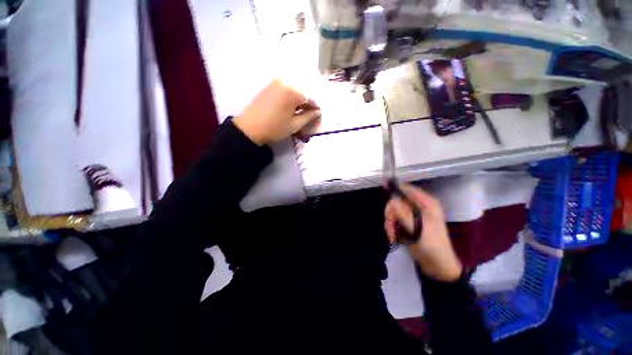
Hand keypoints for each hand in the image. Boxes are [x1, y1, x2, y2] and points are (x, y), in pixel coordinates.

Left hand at [233, 79, 320, 145]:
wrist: (249, 128)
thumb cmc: (274, 128)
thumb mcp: (295, 125)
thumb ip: (308, 117)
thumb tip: (317, 112)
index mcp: (293, 91)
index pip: (311, 99)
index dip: (316, 109)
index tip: (318, 118)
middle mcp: (286, 82)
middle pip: (303, 92)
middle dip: (308, 104)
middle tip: (310, 116)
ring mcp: (276, 82)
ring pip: (295, 90)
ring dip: (300, 101)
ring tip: (300, 113)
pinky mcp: (269, 86)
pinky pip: (286, 89)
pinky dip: (291, 97)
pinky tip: (291, 107)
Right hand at [384, 184, 462, 281]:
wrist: (437, 266)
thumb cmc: (431, 244)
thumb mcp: (417, 226)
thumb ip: (402, 211)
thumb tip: (391, 200)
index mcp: (426, 203)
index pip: (407, 189)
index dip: (395, 187)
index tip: (384, 188)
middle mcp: (419, 207)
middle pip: (397, 201)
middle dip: (391, 214)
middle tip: (390, 225)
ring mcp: (413, 216)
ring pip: (393, 212)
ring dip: (390, 223)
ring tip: (392, 235)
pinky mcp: (408, 224)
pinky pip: (394, 220)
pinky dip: (392, 228)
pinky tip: (393, 237)